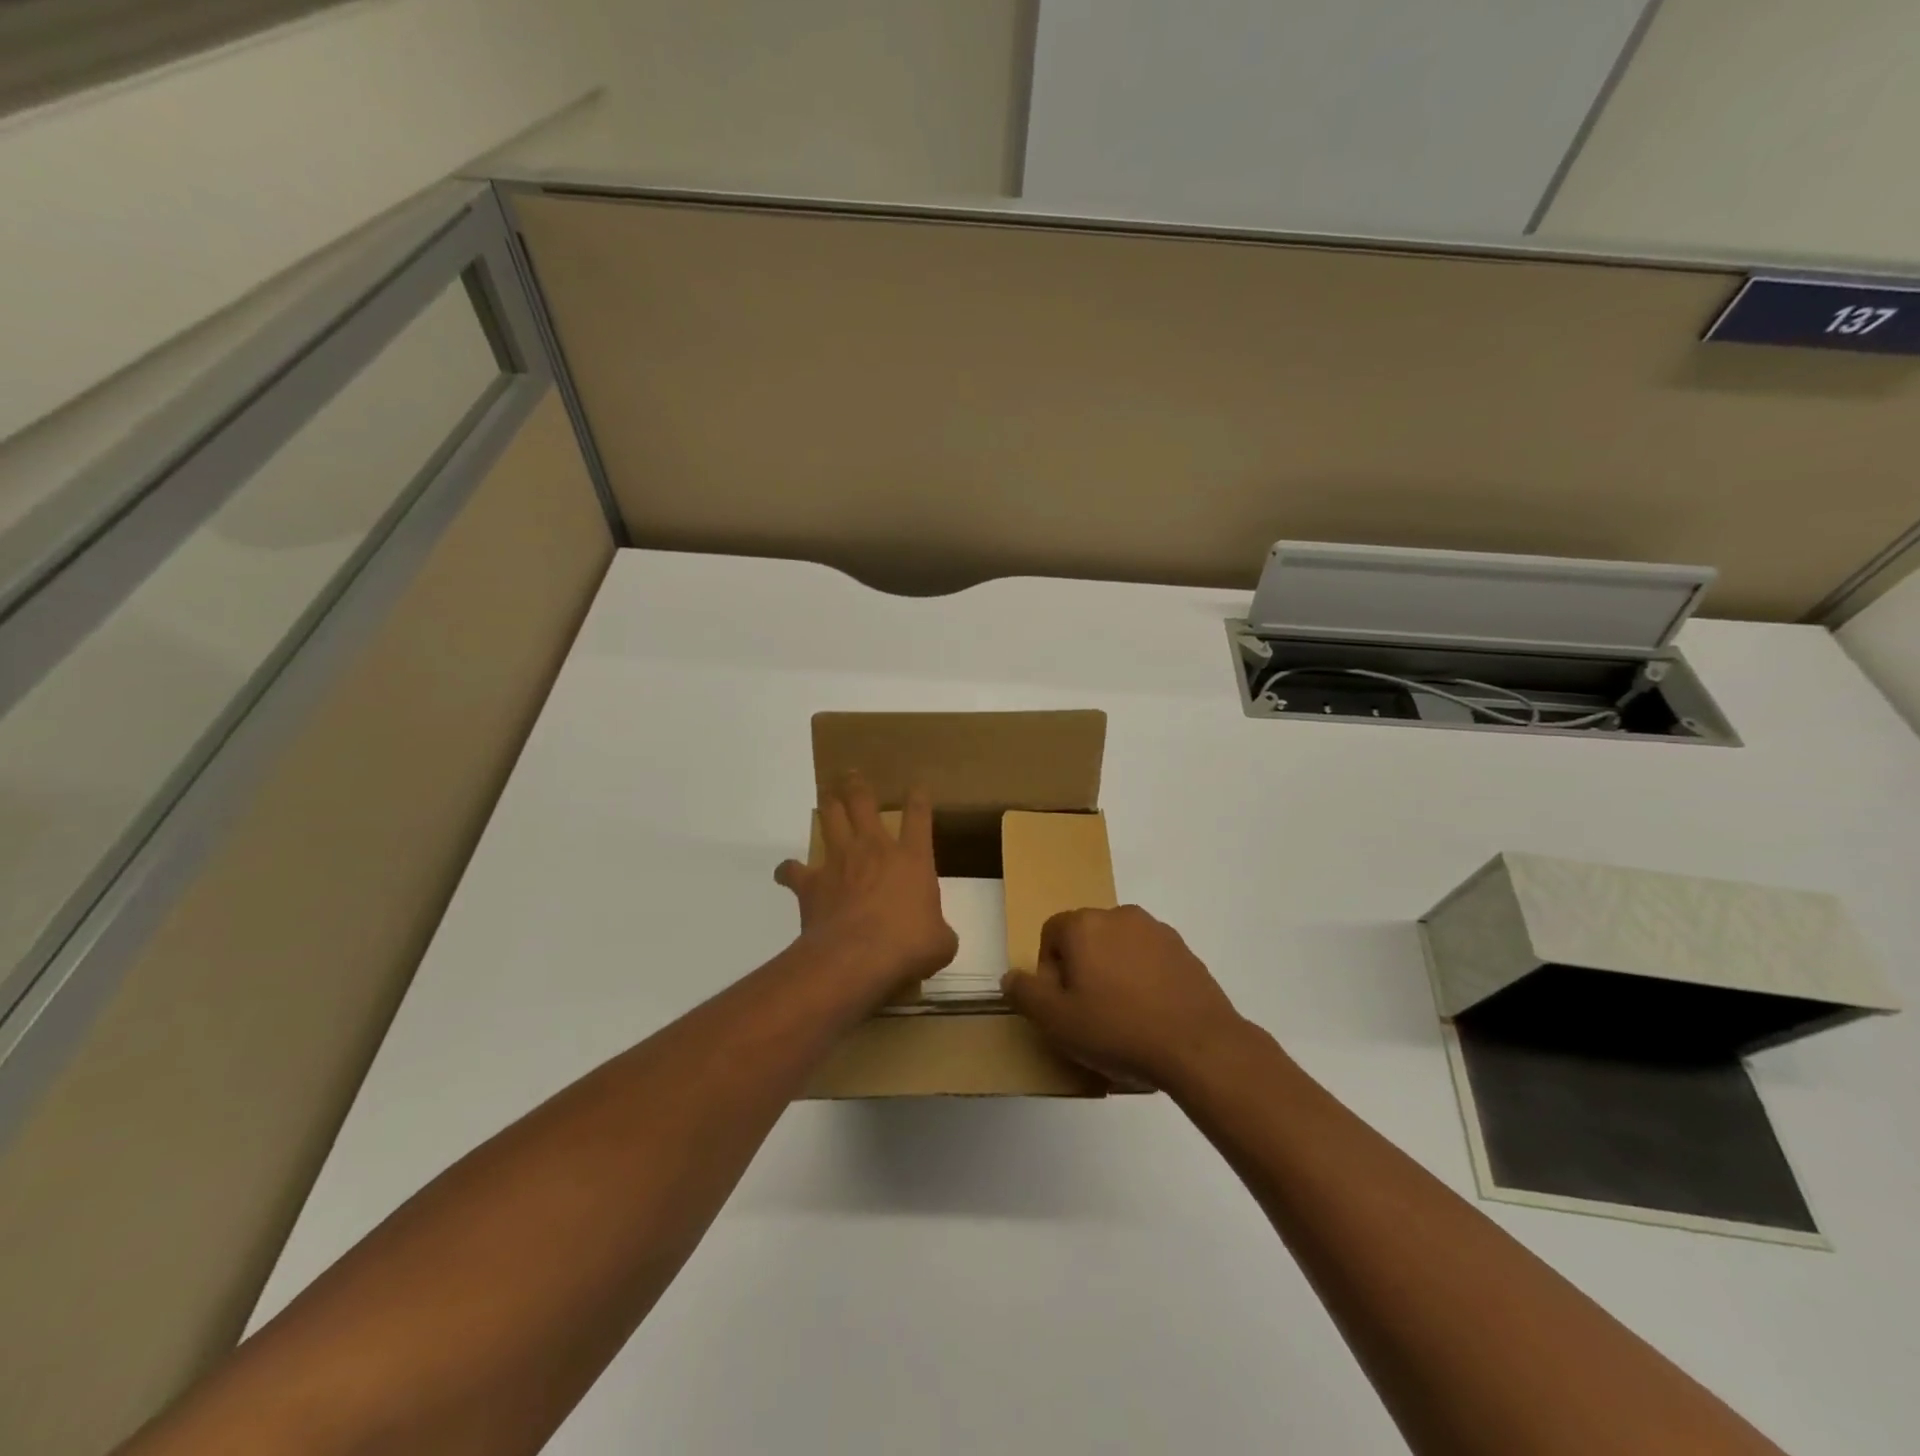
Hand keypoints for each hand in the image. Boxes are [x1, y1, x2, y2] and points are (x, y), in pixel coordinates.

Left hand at [775, 774, 957, 999]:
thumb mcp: (940, 943)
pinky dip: (788, 870)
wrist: (857, 957)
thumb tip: (938, 939)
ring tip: (826, 794)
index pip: (918, 816)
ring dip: (828, 804)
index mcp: (912, 858)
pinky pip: (792, 870)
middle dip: (858, 785)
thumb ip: (940, 933)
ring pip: (830, 818)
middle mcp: (874, 849)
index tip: (916, 786)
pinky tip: (786, 872)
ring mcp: (840, 861)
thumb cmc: (907, 945)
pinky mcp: (811, 883)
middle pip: (863, 803)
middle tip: (851, 774)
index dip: (918, 798)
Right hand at [1000, 905, 1245, 1089]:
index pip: (1051, 933)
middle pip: (1086, 938)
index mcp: (1085, 925)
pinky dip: (1144, 980)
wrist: (1199, 1046)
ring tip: (1123, 1018)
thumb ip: (1025, 993)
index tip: (1061, 1004)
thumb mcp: (1056, 1021)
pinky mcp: (1185, 951)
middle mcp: (1120, 915)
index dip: (1049, 970)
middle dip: (1082, 970)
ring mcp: (1157, 931)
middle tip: (1089, 1014)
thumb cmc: (1117, 1029)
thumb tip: (1011, 976)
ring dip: (1113, 973)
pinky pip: (1150, 960)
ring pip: (1119, 948)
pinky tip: (1151, 1016)